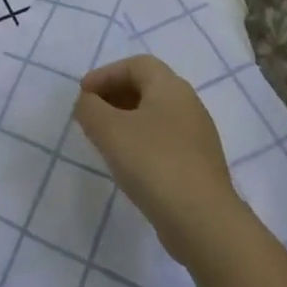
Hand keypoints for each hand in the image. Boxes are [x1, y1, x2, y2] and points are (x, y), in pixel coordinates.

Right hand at [74, 55, 242, 266]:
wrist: (203, 222)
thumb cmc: (153, 163)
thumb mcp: (109, 130)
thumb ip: (90, 108)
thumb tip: (87, 102)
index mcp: (171, 88)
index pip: (136, 64)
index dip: (106, 74)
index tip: (83, 95)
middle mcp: (189, 105)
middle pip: (147, 87)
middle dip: (114, 95)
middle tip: (90, 114)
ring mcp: (197, 137)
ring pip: (155, 115)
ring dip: (126, 120)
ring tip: (103, 139)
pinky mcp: (198, 165)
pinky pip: (164, 140)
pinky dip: (140, 141)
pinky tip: (127, 163)